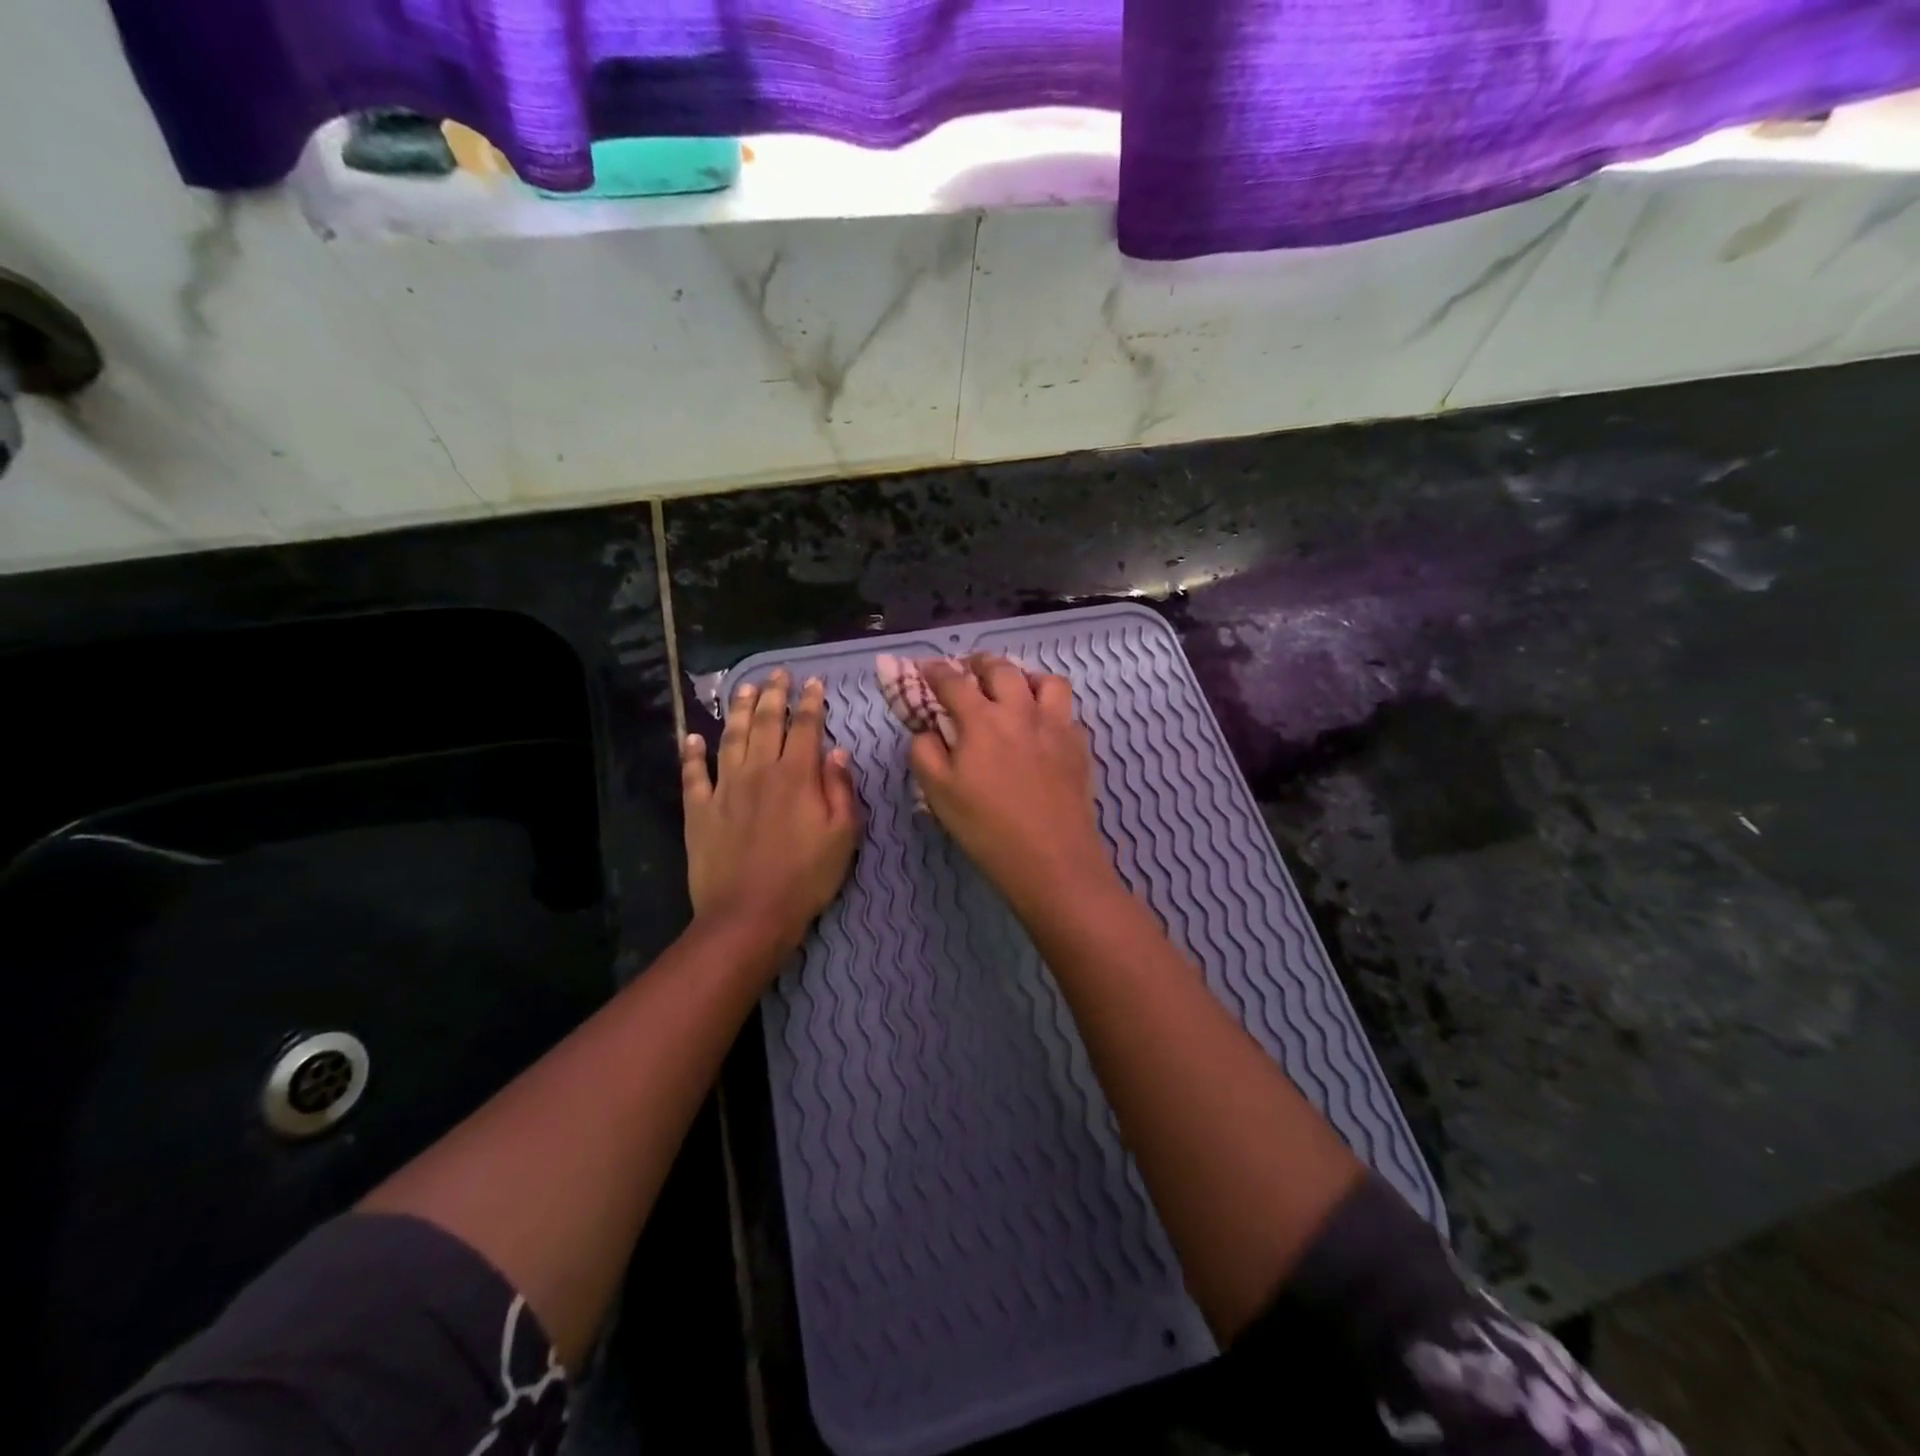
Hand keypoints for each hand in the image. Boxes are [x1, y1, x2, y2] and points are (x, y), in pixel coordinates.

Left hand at [682, 669, 860, 952]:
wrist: (749, 915)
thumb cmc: (806, 877)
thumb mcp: (843, 836)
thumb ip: (841, 789)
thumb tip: (837, 752)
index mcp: (796, 776)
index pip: (805, 727)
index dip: (811, 702)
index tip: (814, 682)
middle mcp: (758, 772)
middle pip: (765, 723)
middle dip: (773, 694)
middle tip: (777, 673)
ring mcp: (724, 789)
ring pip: (730, 738)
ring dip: (737, 709)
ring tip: (742, 687)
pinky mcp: (699, 810)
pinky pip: (693, 774)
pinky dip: (691, 753)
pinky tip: (692, 737)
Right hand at [909, 656, 1116, 913]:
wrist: (1052, 860)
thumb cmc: (987, 828)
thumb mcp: (938, 794)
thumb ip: (925, 752)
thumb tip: (927, 730)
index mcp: (981, 720)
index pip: (953, 681)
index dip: (934, 670)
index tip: (925, 668)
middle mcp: (1021, 711)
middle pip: (1002, 668)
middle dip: (980, 662)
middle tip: (970, 670)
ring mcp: (1056, 725)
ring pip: (1046, 680)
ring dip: (1025, 676)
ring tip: (1015, 689)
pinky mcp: (1079, 745)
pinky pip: (1067, 711)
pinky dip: (1051, 708)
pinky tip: (1043, 726)